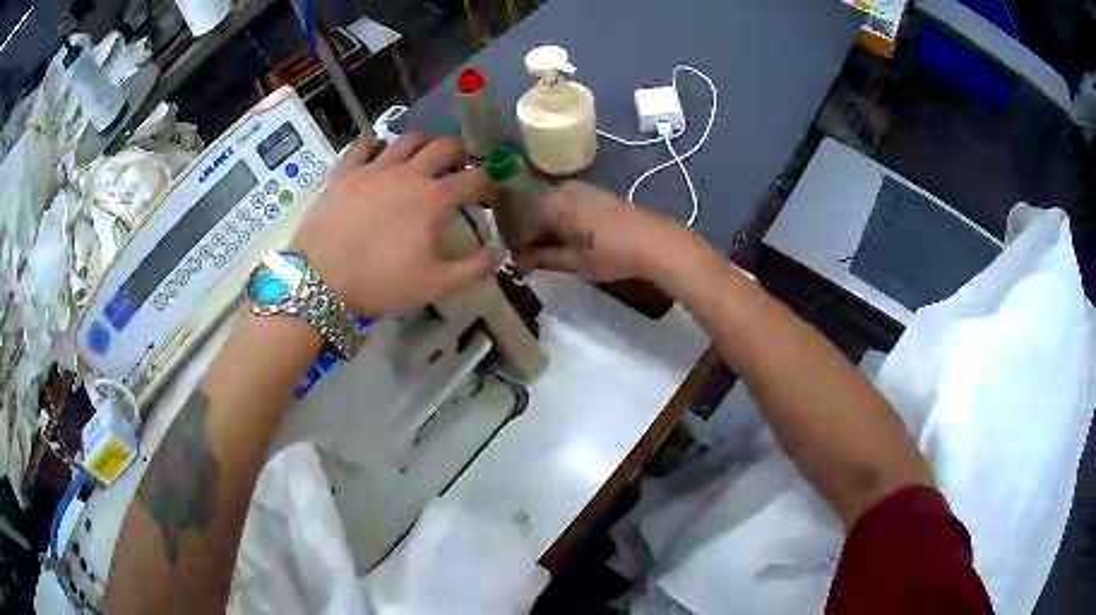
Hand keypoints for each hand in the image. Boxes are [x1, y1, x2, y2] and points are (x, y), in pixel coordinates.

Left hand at [290, 134, 495, 316]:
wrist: (319, 281)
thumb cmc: (379, 284)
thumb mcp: (433, 285)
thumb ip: (472, 268)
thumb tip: (498, 252)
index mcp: (433, 198)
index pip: (474, 180)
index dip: (489, 184)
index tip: (491, 193)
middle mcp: (408, 173)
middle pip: (444, 146)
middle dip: (459, 153)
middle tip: (458, 168)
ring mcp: (374, 168)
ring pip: (407, 139)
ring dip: (422, 144)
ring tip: (420, 159)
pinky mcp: (345, 171)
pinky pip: (364, 145)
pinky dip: (376, 146)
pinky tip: (377, 157)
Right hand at [516, 181, 710, 284]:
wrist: (654, 242)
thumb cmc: (610, 253)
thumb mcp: (573, 261)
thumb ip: (542, 259)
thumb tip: (518, 262)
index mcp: (551, 204)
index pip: (523, 226)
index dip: (521, 246)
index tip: (522, 264)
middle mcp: (562, 189)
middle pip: (538, 213)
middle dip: (536, 235)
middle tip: (539, 259)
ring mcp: (582, 188)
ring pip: (555, 209)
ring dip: (552, 228)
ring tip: (558, 251)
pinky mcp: (599, 193)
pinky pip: (571, 205)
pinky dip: (568, 221)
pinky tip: (576, 238)